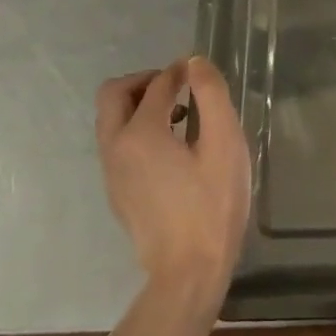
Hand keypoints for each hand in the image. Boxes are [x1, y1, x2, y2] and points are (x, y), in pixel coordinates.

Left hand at [95, 56, 250, 308]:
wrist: (189, 272)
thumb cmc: (212, 204)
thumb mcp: (224, 143)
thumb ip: (211, 95)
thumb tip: (193, 63)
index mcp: (140, 133)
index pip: (157, 84)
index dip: (179, 71)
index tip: (200, 72)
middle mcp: (115, 147)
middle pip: (113, 94)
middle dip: (144, 81)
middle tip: (178, 88)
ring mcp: (111, 172)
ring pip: (111, 119)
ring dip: (138, 104)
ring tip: (180, 116)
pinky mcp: (116, 192)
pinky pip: (116, 143)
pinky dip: (136, 129)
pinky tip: (171, 147)